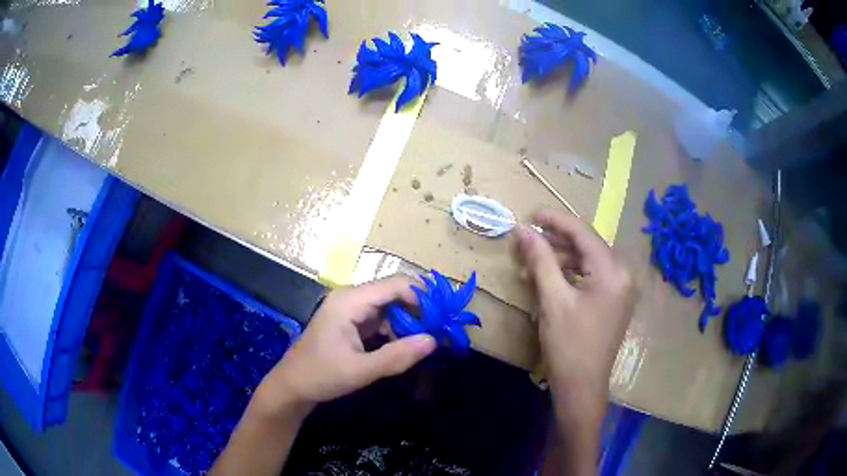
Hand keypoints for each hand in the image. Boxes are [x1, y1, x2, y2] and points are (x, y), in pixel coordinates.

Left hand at [254, 276, 436, 415]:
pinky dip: (399, 330)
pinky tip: (410, 344)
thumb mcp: (360, 371)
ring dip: (411, 321)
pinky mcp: (354, 322)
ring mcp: (352, 309)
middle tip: (442, 329)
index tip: (443, 318)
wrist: (292, 386)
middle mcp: (352, 298)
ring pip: (391, 306)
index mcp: (350, 300)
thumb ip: (397, 356)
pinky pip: (383, 319)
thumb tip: (434, 341)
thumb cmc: (320, 376)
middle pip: (395, 292)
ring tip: (432, 339)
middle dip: (420, 309)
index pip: (395, 284)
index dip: (422, 297)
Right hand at [516, 210, 636, 404]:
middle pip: (587, 245)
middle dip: (556, 241)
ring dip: (561, 259)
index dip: (556, 220)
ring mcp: (621, 289)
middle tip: (527, 240)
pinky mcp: (615, 302)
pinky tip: (549, 279)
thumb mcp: (552, 299)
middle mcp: (623, 275)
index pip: (583, 232)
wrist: (582, 387)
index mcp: (613, 271)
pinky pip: (592, 277)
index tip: (531, 214)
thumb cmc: (569, 345)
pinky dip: (571, 275)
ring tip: (531, 264)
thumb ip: (540, 259)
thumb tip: (523, 230)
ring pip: (588, 261)